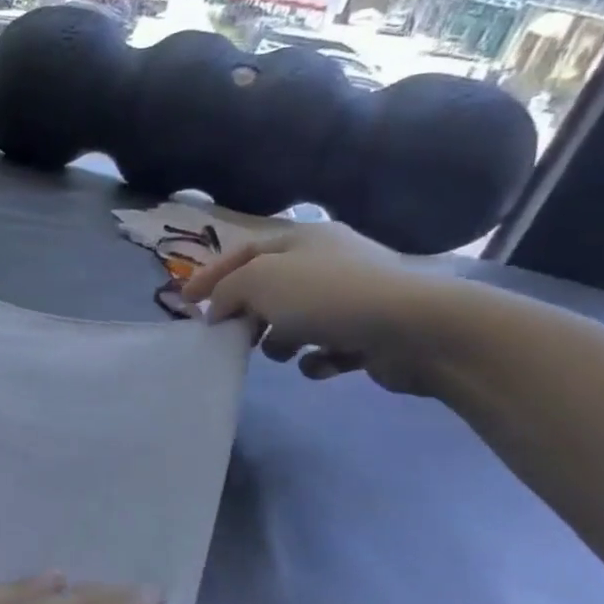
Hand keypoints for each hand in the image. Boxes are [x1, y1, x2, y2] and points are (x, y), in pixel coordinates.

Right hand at [178, 221, 460, 393]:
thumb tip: (220, 311)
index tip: (186, 303)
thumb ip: (226, 292)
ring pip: (296, 319)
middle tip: (229, 334)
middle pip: (269, 287)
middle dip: (246, 312)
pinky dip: (316, 358)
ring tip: (277, 353)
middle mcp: (329, 262)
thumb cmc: (327, 295)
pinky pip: (328, 346)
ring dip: (280, 339)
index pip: (243, 252)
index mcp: (303, 239)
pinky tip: (318, 365)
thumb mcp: (257, 281)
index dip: (210, 275)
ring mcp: (354, 297)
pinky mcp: (371, 332)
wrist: (417, 330)